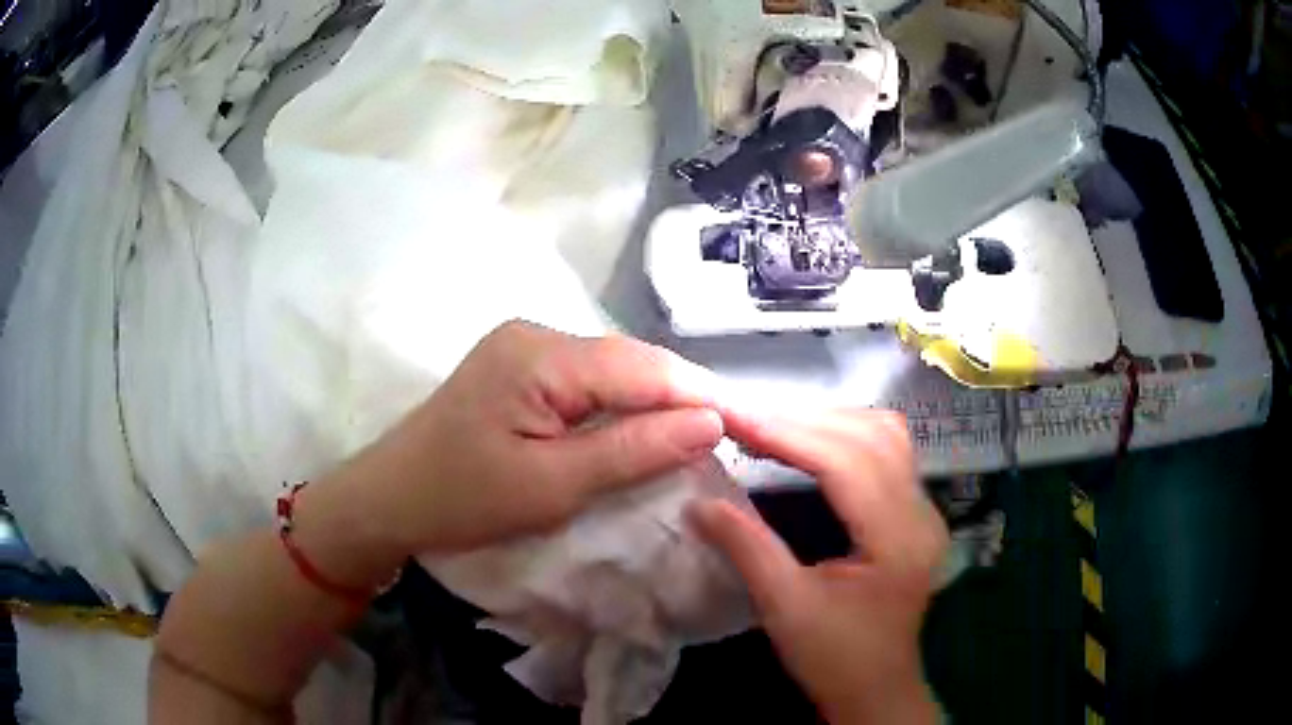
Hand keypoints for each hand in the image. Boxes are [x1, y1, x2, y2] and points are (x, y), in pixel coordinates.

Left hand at [297, 320, 724, 583]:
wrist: (388, 500)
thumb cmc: (462, 501)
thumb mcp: (553, 486)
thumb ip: (633, 449)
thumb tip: (711, 421)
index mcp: (540, 355)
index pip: (644, 367)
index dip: (702, 394)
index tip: (750, 426)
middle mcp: (536, 334)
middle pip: (630, 362)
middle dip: (682, 398)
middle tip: (730, 437)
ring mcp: (524, 347)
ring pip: (612, 371)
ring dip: (653, 403)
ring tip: (698, 436)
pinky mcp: (519, 368)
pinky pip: (587, 382)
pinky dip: (620, 407)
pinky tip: (642, 429)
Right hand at [690, 409, 947, 724]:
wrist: (877, 691)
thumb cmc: (835, 659)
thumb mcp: (785, 608)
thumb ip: (746, 547)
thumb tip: (697, 501)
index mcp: (898, 539)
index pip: (847, 461)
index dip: (788, 432)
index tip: (733, 414)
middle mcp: (921, 513)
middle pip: (871, 436)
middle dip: (804, 420)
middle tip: (744, 417)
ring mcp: (924, 510)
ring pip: (883, 435)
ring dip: (827, 422)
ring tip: (772, 426)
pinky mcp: (915, 513)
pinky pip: (885, 452)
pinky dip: (842, 437)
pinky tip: (809, 445)